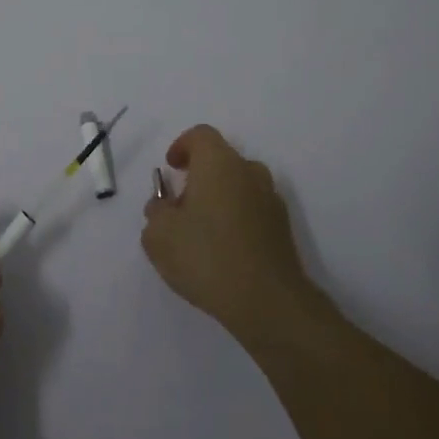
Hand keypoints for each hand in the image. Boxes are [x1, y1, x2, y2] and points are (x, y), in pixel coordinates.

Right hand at [143, 125, 315, 340]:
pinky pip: (252, 210)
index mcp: (219, 163)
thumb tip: (164, 206)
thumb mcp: (159, 236)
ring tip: (201, 232)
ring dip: (219, 198)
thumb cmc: (206, 257)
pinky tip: (223, 251)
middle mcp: (249, 172)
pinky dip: (236, 219)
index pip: (201, 136)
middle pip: (221, 161)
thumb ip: (156, 213)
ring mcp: (271, 200)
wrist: (267, 302)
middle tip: (180, 206)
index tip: (171, 169)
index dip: (182, 146)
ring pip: (239, 186)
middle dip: (199, 177)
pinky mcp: (282, 228)